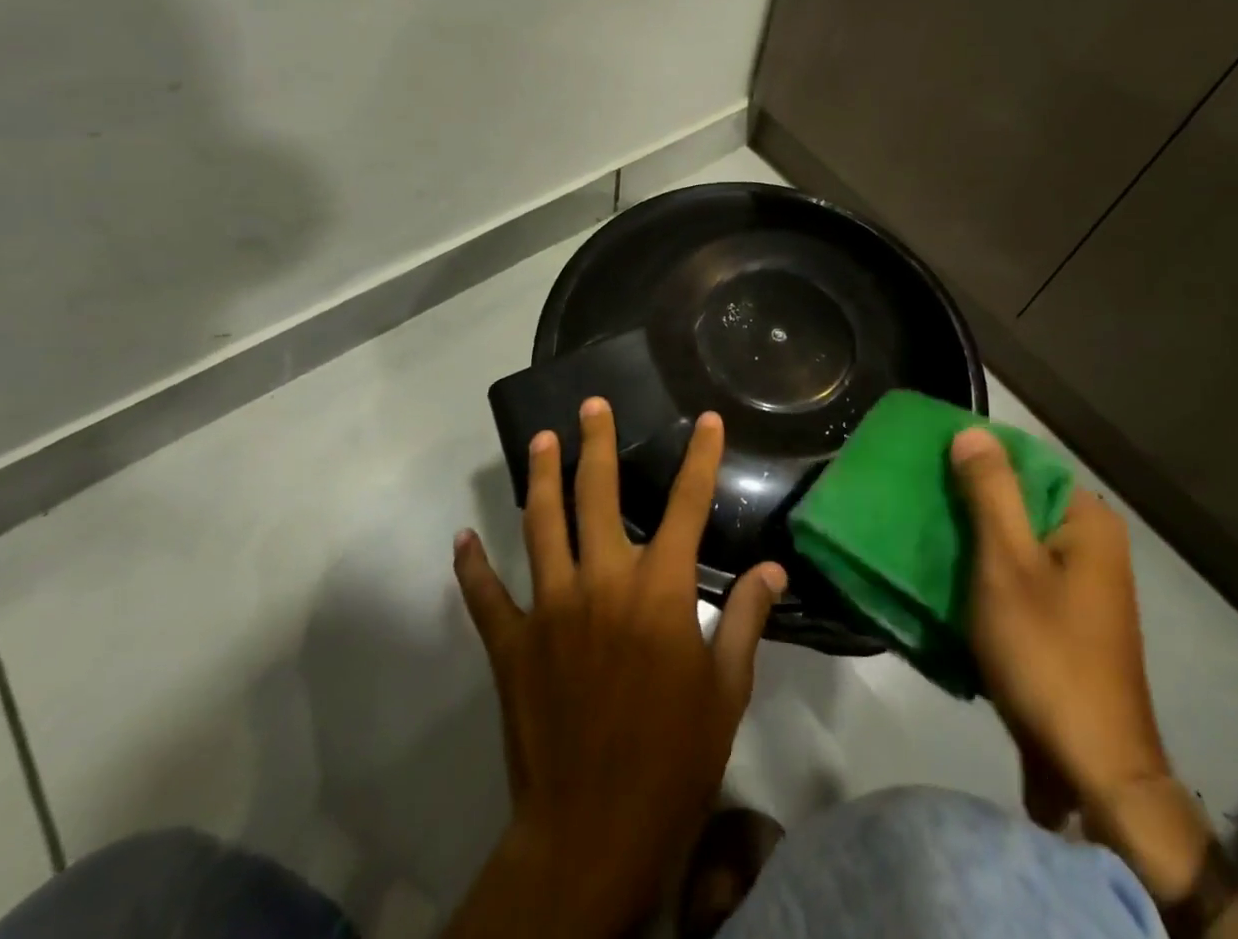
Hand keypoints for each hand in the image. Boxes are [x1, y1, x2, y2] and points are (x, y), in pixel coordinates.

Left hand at [447, 398, 786, 937]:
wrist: (593, 832)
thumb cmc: (674, 758)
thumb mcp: (726, 690)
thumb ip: (746, 619)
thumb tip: (773, 569)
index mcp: (659, 590)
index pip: (686, 505)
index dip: (700, 458)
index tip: (705, 420)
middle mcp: (602, 581)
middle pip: (598, 495)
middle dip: (596, 444)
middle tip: (590, 405)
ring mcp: (550, 608)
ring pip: (542, 525)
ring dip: (541, 479)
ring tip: (540, 440)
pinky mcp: (511, 644)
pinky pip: (486, 595)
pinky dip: (473, 566)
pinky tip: (464, 539)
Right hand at [955, 429, 1237, 934]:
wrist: (1091, 768)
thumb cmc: (1048, 653)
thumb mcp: (1007, 564)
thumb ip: (990, 493)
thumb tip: (972, 431)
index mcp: (1088, 522)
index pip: (1027, 462)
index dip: (977, 458)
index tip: (929, 461)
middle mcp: (1091, 545)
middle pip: (1020, 502)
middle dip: (969, 501)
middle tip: (918, 498)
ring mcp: (1081, 586)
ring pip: (1015, 541)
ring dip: (973, 539)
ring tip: (923, 531)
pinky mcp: (1065, 620)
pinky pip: (1019, 576)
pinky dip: (986, 573)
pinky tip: (948, 577)